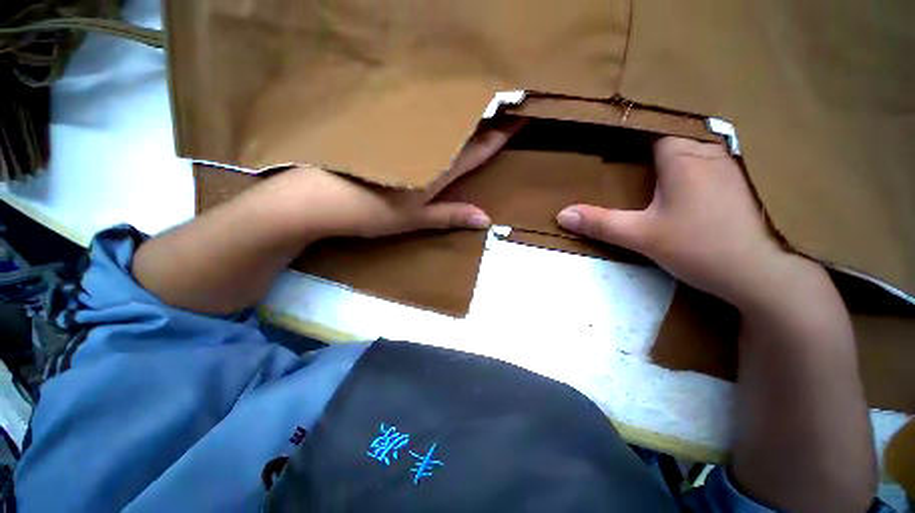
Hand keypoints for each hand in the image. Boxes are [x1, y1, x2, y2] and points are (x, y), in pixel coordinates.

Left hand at [256, 117, 525, 239]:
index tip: (520, 118)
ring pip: (438, 118)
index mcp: (436, 170)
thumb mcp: (415, 219)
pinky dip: (429, 110)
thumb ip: (450, 215)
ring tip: (478, 93)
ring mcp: (402, 135)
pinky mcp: (383, 131)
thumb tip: (487, 219)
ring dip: (459, 107)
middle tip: (505, 95)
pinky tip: (433, 101)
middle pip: (460, 127)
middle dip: (485, 112)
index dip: (499, 137)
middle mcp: (423, 146)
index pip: (477, 151)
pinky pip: (414, 117)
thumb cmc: (372, 213)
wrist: (320, 199)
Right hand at [556, 136, 795, 307]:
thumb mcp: (641, 236)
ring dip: (667, 144)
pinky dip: (686, 157)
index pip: (651, 123)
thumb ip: (599, 223)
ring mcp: (729, 162)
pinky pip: (705, 156)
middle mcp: (710, 148)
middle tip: (616, 141)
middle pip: (671, 129)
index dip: (627, 124)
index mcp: (684, 153)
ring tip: (641, 151)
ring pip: (690, 141)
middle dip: (643, 133)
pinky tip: (676, 170)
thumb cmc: (703, 247)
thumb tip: (561, 214)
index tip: (603, 127)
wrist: (764, 274)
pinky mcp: (738, 179)